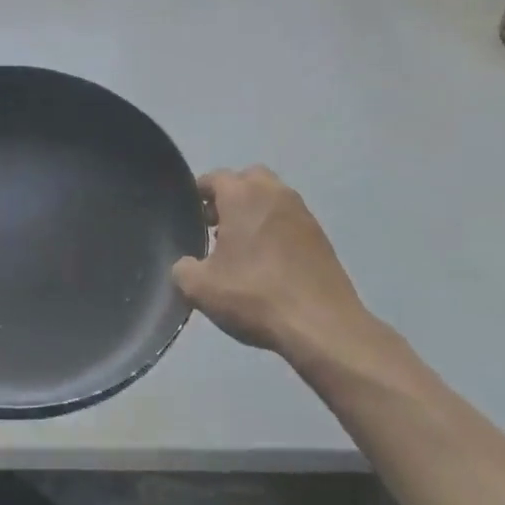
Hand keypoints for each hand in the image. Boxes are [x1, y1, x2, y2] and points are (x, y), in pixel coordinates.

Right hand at [173, 167, 370, 354]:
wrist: (322, 327)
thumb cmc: (255, 296)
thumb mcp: (200, 288)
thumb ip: (182, 269)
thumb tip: (186, 264)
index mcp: (242, 195)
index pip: (214, 177)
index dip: (198, 193)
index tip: (190, 216)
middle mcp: (274, 193)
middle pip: (248, 179)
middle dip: (230, 196)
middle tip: (217, 226)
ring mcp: (303, 214)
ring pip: (272, 198)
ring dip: (255, 212)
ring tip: (242, 248)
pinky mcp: (321, 237)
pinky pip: (290, 221)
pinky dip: (276, 230)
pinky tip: (268, 263)